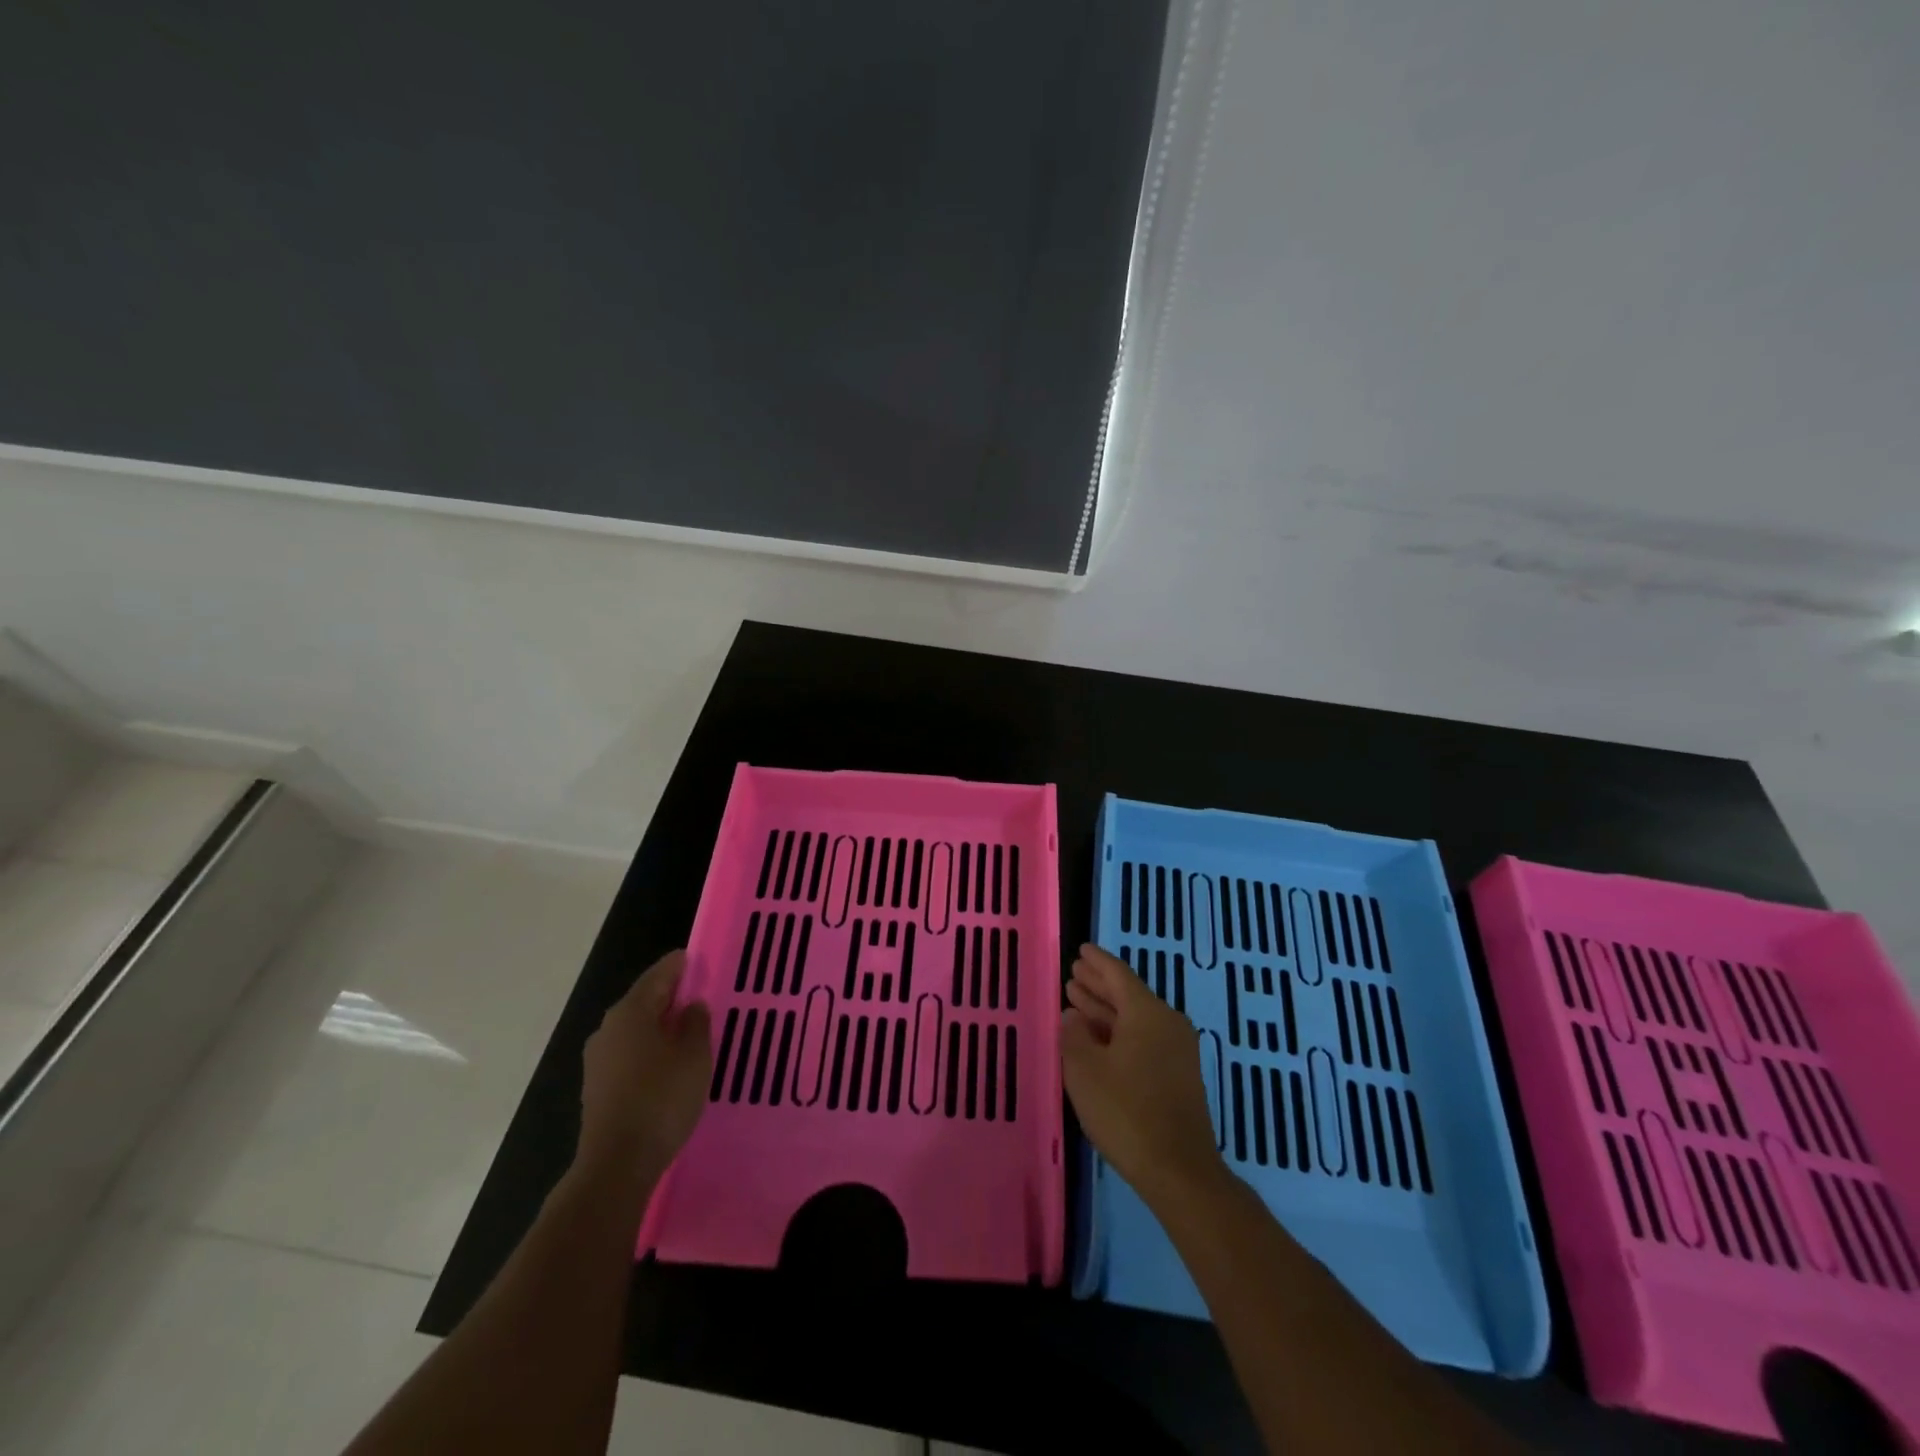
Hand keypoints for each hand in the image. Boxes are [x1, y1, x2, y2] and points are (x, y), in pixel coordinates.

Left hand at [576, 949, 711, 1186]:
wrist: (618, 1164)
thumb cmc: (661, 1099)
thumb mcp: (694, 1056)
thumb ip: (696, 1024)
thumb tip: (691, 1006)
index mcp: (630, 1012)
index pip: (658, 975)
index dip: (679, 965)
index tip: (697, 958)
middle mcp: (608, 1029)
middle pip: (644, 1001)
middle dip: (670, 996)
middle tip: (699, 994)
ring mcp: (598, 1060)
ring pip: (635, 1029)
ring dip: (659, 1025)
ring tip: (688, 1029)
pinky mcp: (598, 1087)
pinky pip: (629, 1054)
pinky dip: (649, 1049)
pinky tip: (668, 1063)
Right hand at [1062, 943, 1223, 1203]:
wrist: (1179, 1170)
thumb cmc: (1126, 1112)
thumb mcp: (1085, 1070)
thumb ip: (1074, 1035)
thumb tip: (1073, 1015)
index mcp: (1147, 1012)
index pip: (1118, 974)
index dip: (1097, 962)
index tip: (1081, 950)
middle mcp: (1167, 1023)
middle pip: (1129, 994)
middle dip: (1099, 985)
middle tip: (1074, 975)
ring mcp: (1177, 1050)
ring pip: (1135, 1018)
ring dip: (1106, 1010)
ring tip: (1077, 1001)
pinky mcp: (1178, 1076)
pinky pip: (1144, 1038)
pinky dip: (1119, 1032)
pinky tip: (1098, 1040)